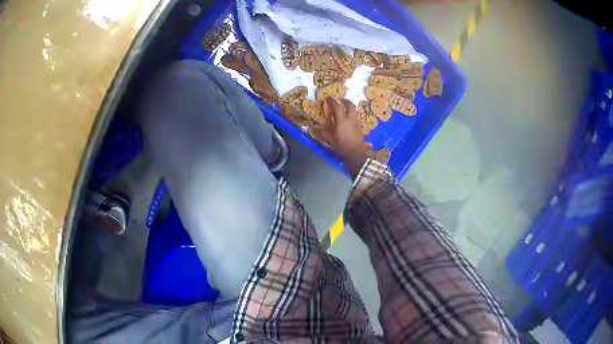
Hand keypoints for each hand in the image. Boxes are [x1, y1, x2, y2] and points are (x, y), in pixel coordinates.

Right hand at [318, 97, 369, 177]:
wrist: (355, 153)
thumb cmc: (341, 145)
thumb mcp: (329, 139)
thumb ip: (322, 132)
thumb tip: (314, 128)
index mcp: (342, 120)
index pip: (337, 106)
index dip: (332, 101)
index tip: (328, 98)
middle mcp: (350, 118)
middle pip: (350, 105)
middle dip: (345, 101)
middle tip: (340, 100)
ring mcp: (357, 122)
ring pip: (355, 110)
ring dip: (350, 106)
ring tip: (346, 107)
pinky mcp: (360, 127)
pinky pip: (357, 117)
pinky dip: (354, 114)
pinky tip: (351, 117)